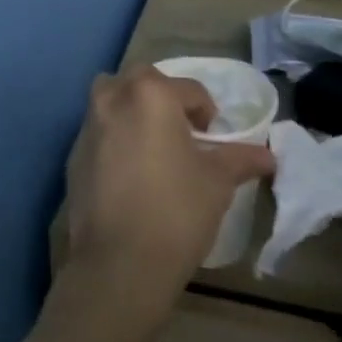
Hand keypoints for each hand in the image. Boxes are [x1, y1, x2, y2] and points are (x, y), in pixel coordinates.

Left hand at [65, 68, 275, 302]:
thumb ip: (240, 159)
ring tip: (154, 146)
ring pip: (111, 99)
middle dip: (164, 97)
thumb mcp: (217, 182)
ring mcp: (87, 125)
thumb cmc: (176, 211)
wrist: (119, 261)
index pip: (188, 89)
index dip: (207, 111)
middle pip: (142, 80)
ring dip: (133, 110)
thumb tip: (267, 155)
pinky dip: (114, 137)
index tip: (213, 137)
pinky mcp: (73, 154)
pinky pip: (98, 131)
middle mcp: (113, 98)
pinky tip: (130, 172)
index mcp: (150, 94)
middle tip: (182, 131)